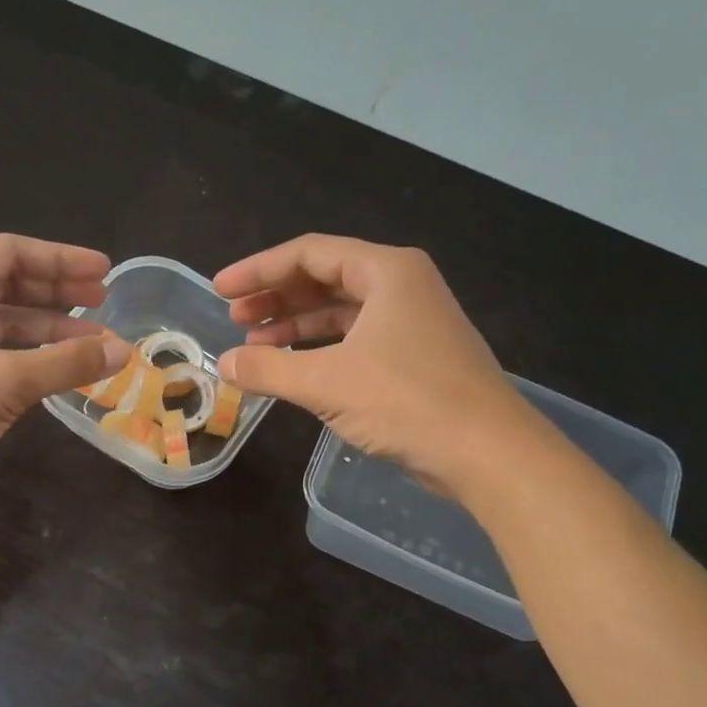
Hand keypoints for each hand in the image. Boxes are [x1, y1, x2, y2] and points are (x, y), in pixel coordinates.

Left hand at [0, 234, 129, 517]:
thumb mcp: (4, 381)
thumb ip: (65, 363)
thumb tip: (122, 351)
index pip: (11, 254)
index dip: (61, 259)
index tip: (104, 273)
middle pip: (9, 285)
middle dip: (58, 292)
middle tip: (104, 302)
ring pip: (5, 324)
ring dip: (49, 331)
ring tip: (95, 344)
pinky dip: (30, 360)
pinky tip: (61, 371)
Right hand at [214, 234, 524, 489]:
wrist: (486, 452)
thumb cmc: (406, 402)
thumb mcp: (326, 383)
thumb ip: (268, 369)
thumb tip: (223, 365)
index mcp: (386, 271)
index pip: (309, 254)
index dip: (258, 270)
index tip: (220, 290)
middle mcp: (402, 286)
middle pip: (324, 278)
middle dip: (276, 298)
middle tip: (234, 319)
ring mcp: (411, 322)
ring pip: (340, 312)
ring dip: (295, 325)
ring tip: (254, 347)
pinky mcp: (414, 356)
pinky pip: (355, 339)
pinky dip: (320, 349)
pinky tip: (293, 367)